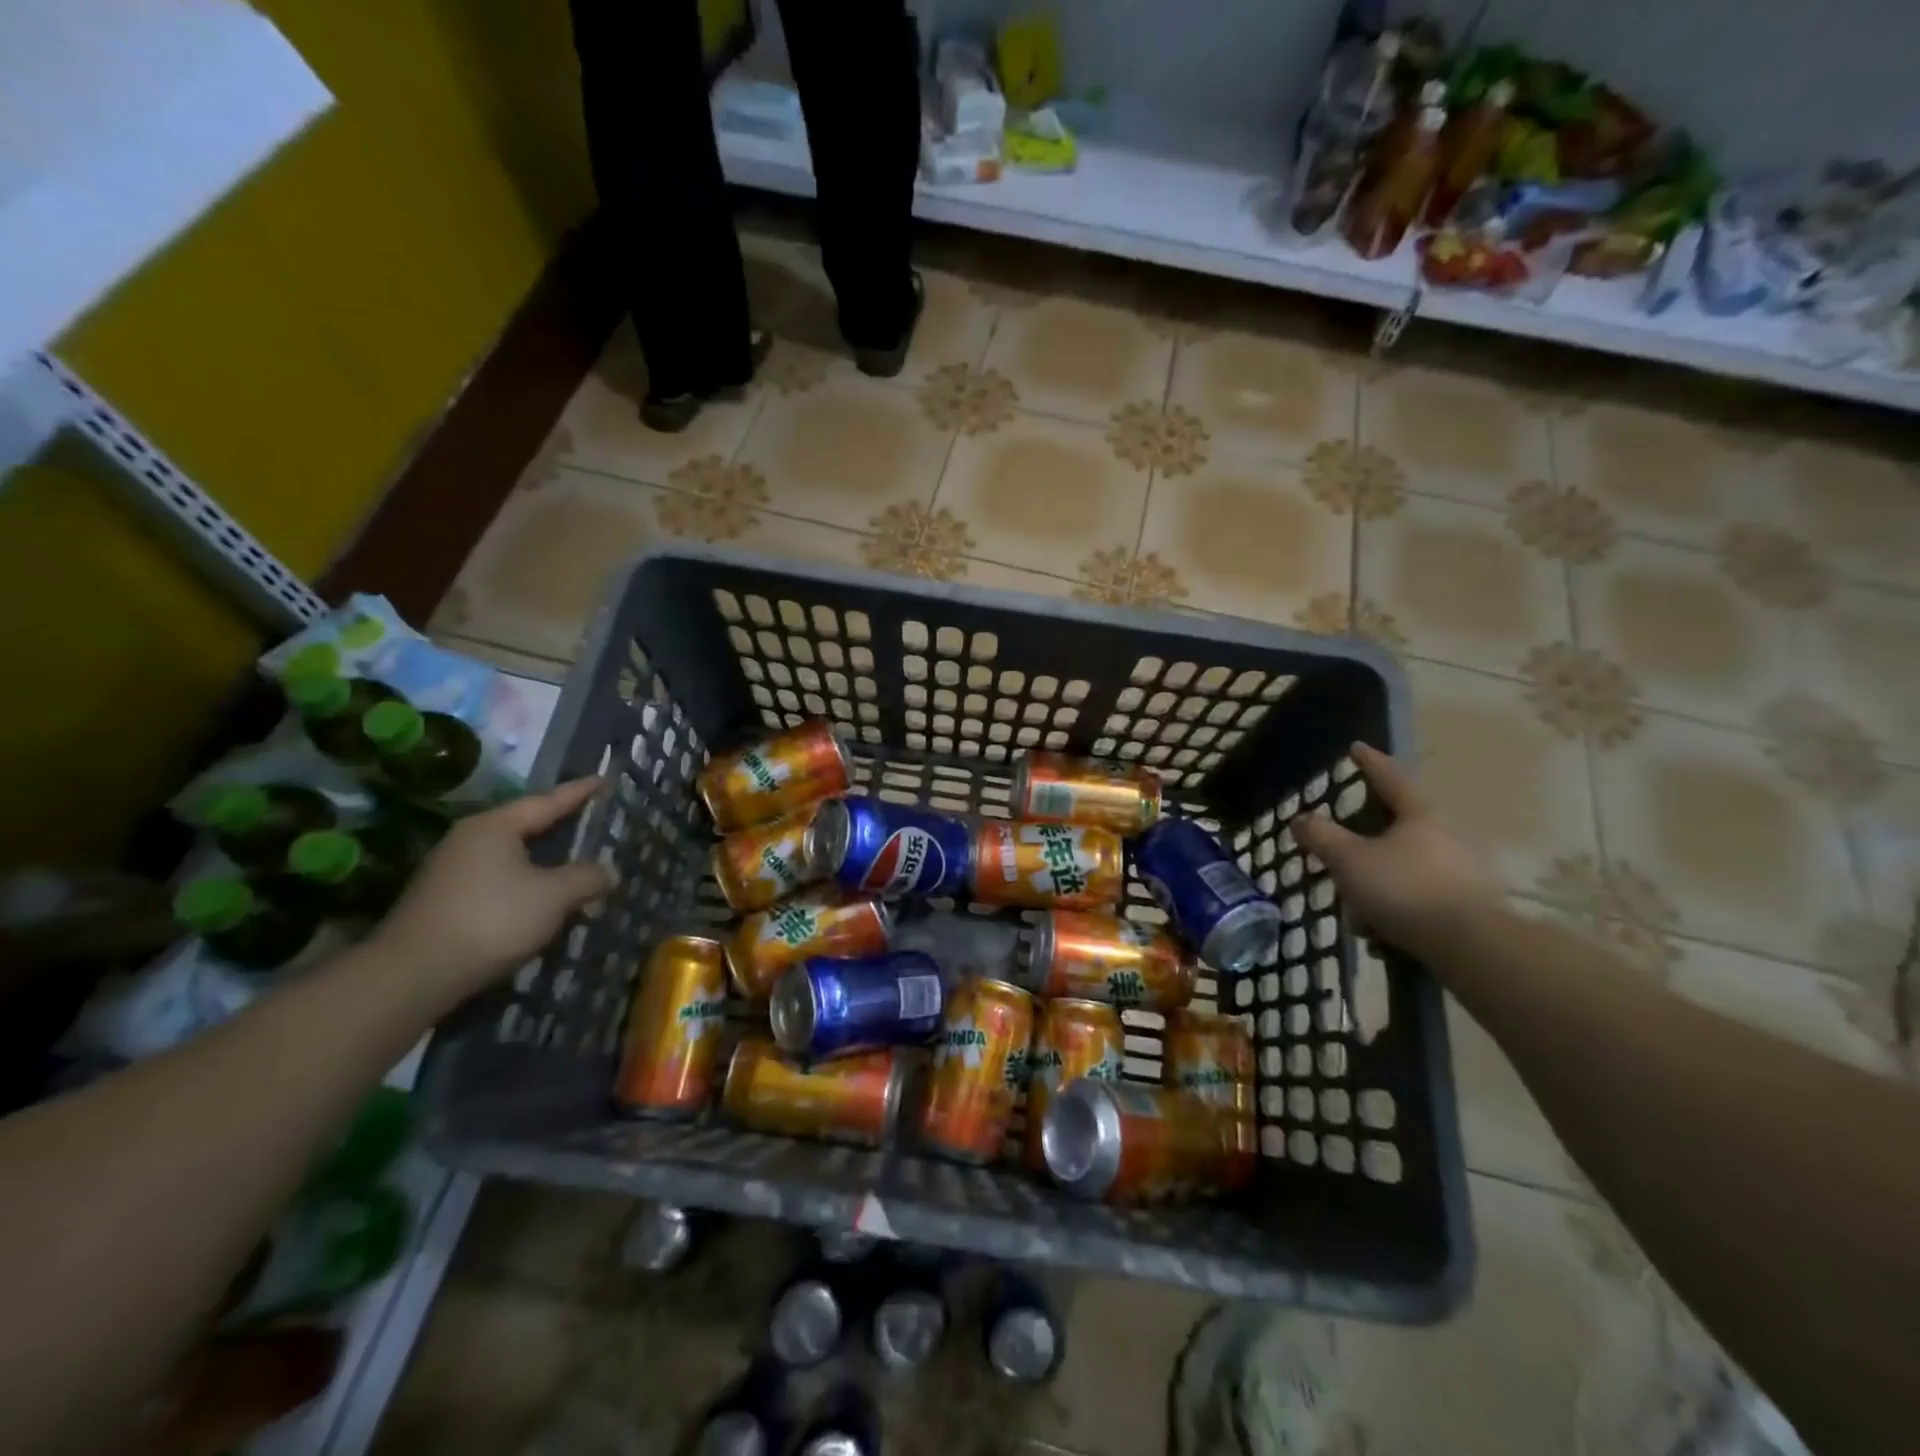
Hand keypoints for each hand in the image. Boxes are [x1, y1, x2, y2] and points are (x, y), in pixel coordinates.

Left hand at [370, 777, 615, 1000]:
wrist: (413, 976)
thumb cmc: (491, 920)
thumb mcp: (553, 897)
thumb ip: (586, 878)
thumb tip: (609, 871)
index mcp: (494, 827)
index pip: (547, 802)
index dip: (579, 792)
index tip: (604, 779)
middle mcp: (469, 840)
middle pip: (526, 827)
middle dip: (561, 826)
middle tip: (592, 819)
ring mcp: (451, 872)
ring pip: (512, 858)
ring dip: (544, 863)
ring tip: (575, 866)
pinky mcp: (444, 902)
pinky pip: (498, 882)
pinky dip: (526, 885)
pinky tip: (542, 902)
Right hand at [1291, 743, 1496, 954]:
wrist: (1472, 947)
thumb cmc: (1405, 889)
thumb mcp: (1350, 860)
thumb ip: (1321, 836)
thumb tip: (1301, 819)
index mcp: (1419, 815)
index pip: (1389, 777)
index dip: (1369, 762)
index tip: (1356, 748)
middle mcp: (1445, 836)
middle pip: (1395, 828)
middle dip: (1362, 845)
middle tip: (1339, 855)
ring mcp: (1460, 871)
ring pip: (1402, 868)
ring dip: (1375, 886)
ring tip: (1356, 915)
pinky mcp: (1466, 906)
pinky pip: (1417, 899)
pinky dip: (1394, 911)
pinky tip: (1380, 936)